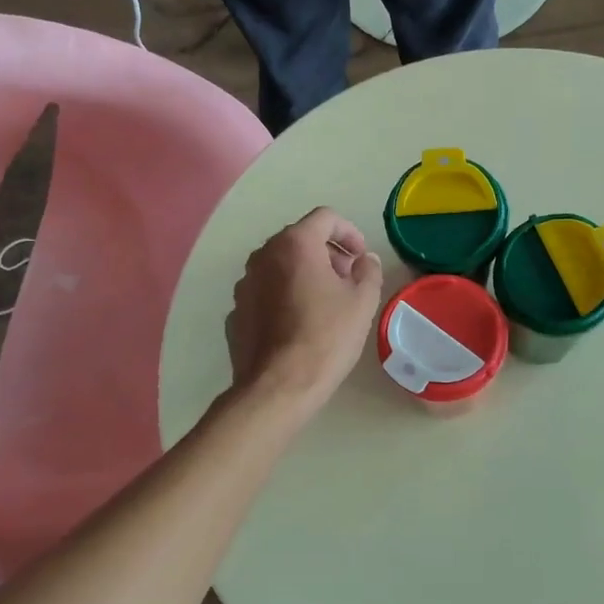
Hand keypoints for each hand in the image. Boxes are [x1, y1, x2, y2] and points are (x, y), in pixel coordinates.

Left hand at [225, 207, 384, 418]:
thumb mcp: (362, 301)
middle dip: (327, 254)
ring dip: (304, 275)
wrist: (278, 386)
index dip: (350, 232)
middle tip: (348, 281)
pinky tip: (299, 326)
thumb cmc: (326, 336)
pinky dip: (284, 298)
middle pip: (299, 240)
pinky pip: (265, 293)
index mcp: (294, 244)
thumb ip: (368, 271)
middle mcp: (263, 256)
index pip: (325, 218)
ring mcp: (244, 284)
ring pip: (280, 267)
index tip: (361, 257)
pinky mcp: (236, 312)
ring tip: (325, 304)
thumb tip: (364, 260)